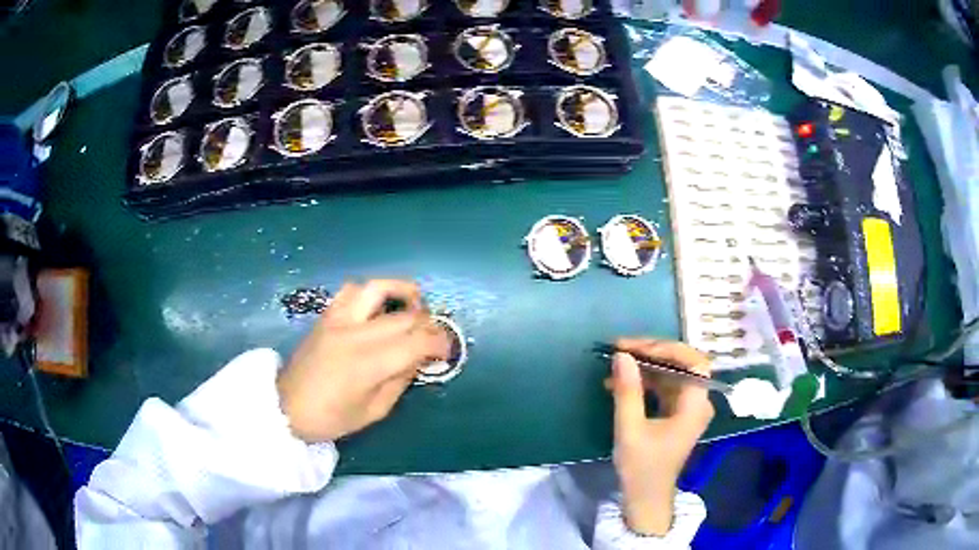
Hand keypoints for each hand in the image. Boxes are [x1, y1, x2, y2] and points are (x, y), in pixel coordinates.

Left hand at [277, 280, 450, 442]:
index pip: (416, 341)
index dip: (440, 343)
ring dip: (403, 293)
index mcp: (368, 364)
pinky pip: (351, 290)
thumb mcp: (373, 412)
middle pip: (405, 315)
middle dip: (429, 324)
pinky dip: (371, 292)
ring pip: (378, 288)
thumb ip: (400, 382)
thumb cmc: (331, 417)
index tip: (447, 352)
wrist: (286, 406)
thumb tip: (419, 358)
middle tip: (434, 337)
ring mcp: (338, 319)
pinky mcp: (326, 315)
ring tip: (414, 306)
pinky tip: (378, 307)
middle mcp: (355, 334)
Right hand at [608, 339, 714, 535]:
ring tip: (616, 362)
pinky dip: (644, 381)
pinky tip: (620, 381)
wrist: (646, 497)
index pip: (693, 361)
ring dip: (645, 366)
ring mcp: (688, 407)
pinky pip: (664, 387)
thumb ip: (627, 391)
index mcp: (695, 405)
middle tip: (621, 349)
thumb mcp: (630, 429)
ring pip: (671, 373)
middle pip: (682, 363)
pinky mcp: (676, 413)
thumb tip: (621, 355)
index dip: (667, 348)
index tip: (636, 348)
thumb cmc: (641, 467)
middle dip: (652, 353)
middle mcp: (697, 401)